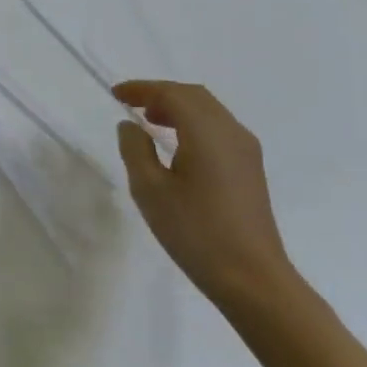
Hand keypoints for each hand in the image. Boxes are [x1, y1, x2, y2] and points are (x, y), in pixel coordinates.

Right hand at [113, 80, 299, 310]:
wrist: (251, 278)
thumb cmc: (195, 232)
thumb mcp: (150, 190)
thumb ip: (135, 150)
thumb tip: (130, 126)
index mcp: (207, 132)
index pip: (172, 94)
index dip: (141, 89)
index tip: (115, 94)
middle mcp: (231, 132)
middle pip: (194, 96)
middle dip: (160, 93)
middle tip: (130, 104)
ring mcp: (246, 150)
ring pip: (209, 110)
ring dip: (178, 107)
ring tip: (149, 122)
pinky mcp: (250, 168)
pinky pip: (218, 128)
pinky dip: (193, 123)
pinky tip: (176, 145)